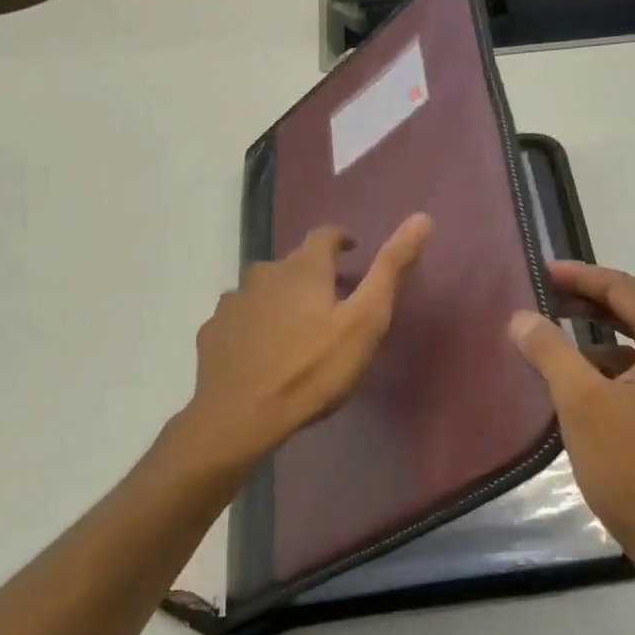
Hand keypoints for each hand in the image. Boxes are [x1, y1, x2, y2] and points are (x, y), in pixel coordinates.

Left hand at [179, 214, 431, 470]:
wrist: (240, 417)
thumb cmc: (313, 369)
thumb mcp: (365, 321)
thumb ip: (391, 270)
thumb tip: (422, 218)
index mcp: (304, 269)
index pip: (323, 236)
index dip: (339, 239)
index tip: (351, 251)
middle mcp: (264, 275)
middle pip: (292, 265)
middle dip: (312, 276)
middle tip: (330, 303)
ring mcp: (233, 303)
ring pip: (262, 291)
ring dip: (280, 300)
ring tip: (295, 330)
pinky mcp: (212, 332)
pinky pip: (239, 319)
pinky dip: (254, 326)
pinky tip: (261, 351)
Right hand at [510, 260, 634, 588]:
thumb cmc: (630, 465)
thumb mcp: (580, 402)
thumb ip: (549, 351)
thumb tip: (521, 317)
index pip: (626, 289)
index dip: (582, 276)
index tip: (543, 272)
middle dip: (589, 300)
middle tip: (544, 295)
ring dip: (597, 332)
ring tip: (553, 332)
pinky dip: (609, 363)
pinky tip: (577, 375)